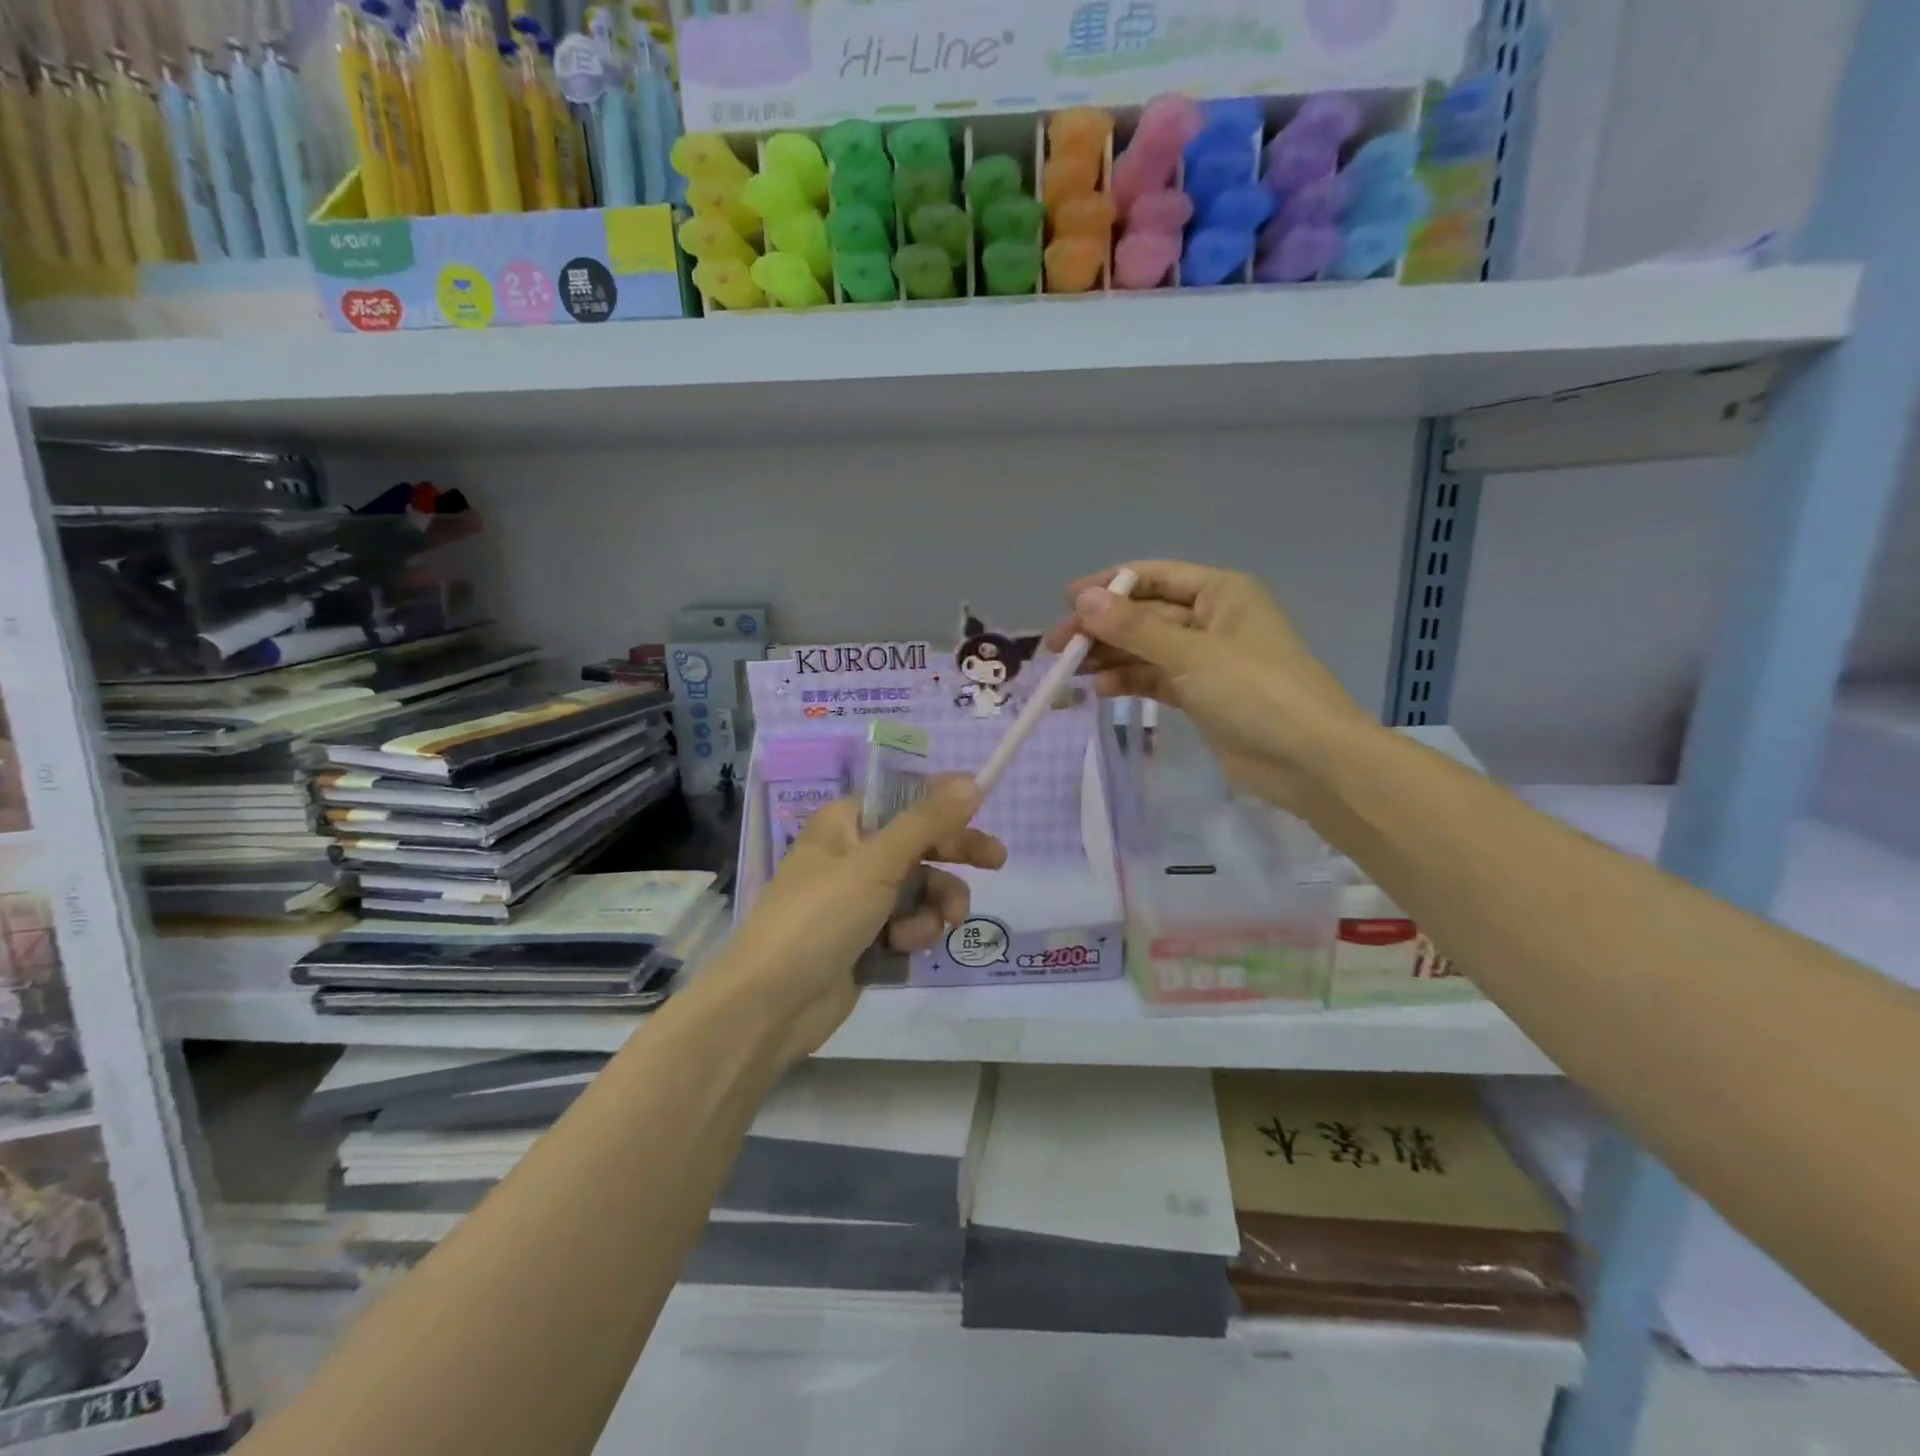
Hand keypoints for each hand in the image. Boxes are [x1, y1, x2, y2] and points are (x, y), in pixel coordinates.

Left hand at [720, 779, 1005, 1064]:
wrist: (771, 1004)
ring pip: (920, 888)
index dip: (941, 800)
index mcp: (845, 824)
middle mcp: (853, 855)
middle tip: (997, 861)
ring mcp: (859, 900)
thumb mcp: (876, 863)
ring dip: (935, 904)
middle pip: (918, 843)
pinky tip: (903, 948)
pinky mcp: (867, 939)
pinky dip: (914, 933)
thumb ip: (927, 823)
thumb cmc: (819, 917)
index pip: (903, 799)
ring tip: (938, 925)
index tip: (982, 801)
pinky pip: (909, 923)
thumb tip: (971, 781)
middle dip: (954, 854)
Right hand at [1043, 560, 1374, 811]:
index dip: (1110, 586)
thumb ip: (1135, 629)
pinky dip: (1129, 681)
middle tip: (1057, 646)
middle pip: (1145, 615)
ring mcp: (1206, 660)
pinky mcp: (1201, 695)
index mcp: (1220, 592)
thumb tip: (1083, 600)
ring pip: (1146, 649)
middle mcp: (1211, 619)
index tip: (1067, 602)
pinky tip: (1100, 689)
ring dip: (1109, 657)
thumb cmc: (1256, 692)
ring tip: (1070, 671)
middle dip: (1102, 628)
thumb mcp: (1192, 654)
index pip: (1154, 577)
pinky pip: (1155, 678)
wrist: (1310, 760)